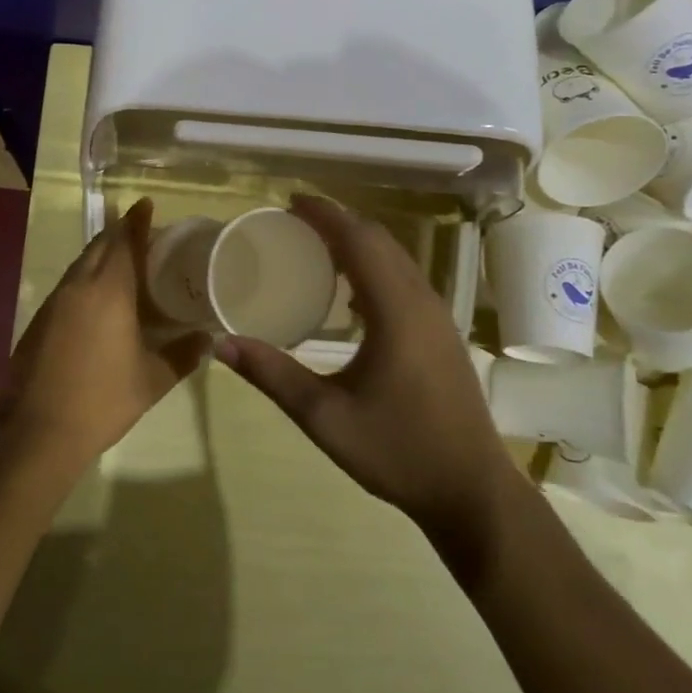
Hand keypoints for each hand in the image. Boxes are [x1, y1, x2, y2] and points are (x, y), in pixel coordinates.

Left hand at [1, 198, 209, 464]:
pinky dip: (87, 277)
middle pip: (99, 246)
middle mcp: (78, 286)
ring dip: (101, 254)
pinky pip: (69, 284)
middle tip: (143, 232)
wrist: (37, 431)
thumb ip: (183, 355)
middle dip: (119, 232)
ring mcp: (54, 302)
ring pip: (81, 264)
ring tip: (125, 260)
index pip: (125, 242)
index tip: (146, 203)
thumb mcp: (153, 380)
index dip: (136, 220)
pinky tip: (99, 297)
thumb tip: (207, 339)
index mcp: (108, 291)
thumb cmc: (102, 400)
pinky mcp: (40, 320)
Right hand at [213, 195, 511, 539]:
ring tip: (315, 247)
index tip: (290, 202)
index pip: (359, 240)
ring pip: (396, 257)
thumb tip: (220, 345)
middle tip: (294, 222)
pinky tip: (349, 293)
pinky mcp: (441, 332)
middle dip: (337, 222)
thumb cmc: (398, 451)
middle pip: (379, 240)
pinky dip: (374, 266)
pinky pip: (404, 278)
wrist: (471, 490)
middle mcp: (421, 300)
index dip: (325, 215)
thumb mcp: (324, 417)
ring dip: (358, 242)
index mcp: (396, 310)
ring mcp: (437, 315)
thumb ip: (272, 375)